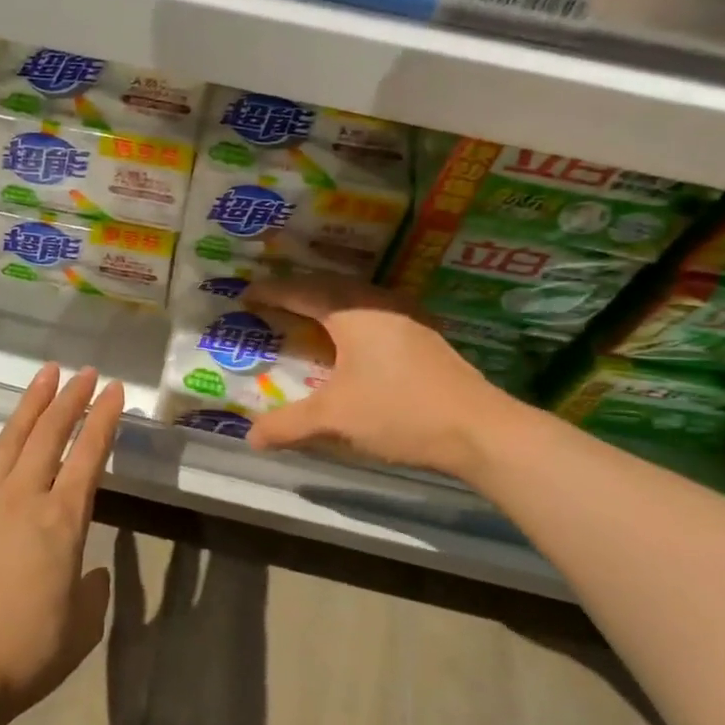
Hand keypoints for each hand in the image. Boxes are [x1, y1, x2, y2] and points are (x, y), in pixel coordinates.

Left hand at [0, 364, 125, 724]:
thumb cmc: (28, 651)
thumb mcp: (82, 626)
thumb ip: (92, 590)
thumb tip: (89, 573)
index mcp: (64, 520)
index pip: (90, 455)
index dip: (105, 419)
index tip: (116, 391)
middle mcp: (26, 497)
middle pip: (52, 435)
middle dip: (72, 399)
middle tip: (86, 372)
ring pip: (13, 439)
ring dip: (31, 404)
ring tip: (45, 374)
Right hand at [243, 275, 509, 477]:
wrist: (478, 429)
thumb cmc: (398, 412)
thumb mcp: (334, 419)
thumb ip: (288, 425)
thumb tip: (251, 438)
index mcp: (353, 311)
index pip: (302, 292)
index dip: (271, 293)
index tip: (245, 295)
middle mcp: (379, 304)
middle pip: (329, 287)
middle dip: (297, 292)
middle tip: (272, 302)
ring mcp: (407, 318)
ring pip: (356, 299)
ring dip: (327, 304)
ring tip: (306, 315)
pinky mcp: (425, 337)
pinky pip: (374, 314)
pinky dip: (350, 319)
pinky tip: (351, 341)